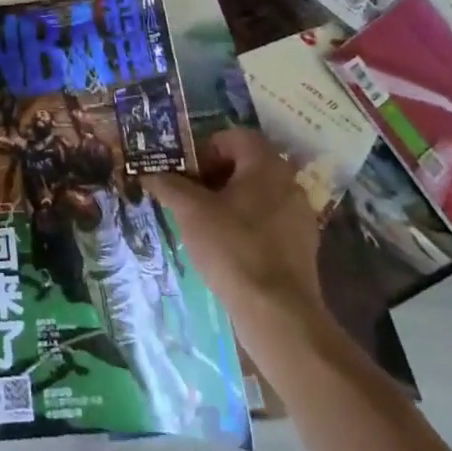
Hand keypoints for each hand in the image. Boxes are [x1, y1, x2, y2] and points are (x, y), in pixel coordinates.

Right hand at [147, 129, 322, 327]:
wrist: (278, 313)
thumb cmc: (233, 247)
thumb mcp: (190, 211)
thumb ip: (168, 185)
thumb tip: (148, 172)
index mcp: (266, 165)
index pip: (233, 137)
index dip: (204, 148)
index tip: (186, 172)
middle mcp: (289, 183)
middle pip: (245, 165)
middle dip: (214, 175)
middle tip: (189, 194)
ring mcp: (300, 216)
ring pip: (257, 194)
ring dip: (229, 200)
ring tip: (203, 222)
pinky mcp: (302, 247)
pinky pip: (269, 221)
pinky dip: (246, 224)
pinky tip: (227, 247)